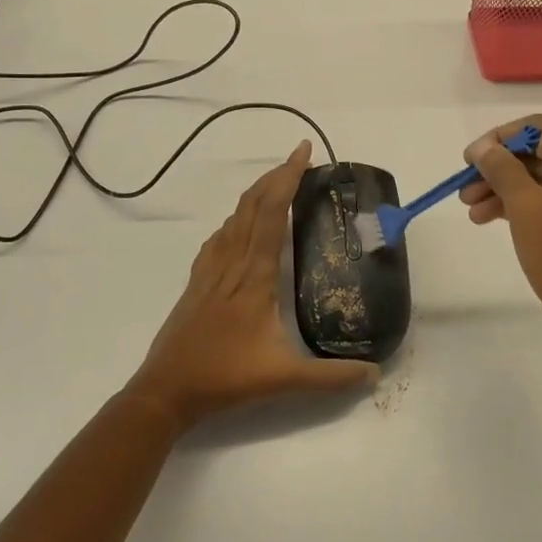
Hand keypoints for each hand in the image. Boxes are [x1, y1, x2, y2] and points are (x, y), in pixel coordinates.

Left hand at [127, 141, 379, 430]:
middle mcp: (232, 262)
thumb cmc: (225, 377)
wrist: (166, 389)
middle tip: (299, 159)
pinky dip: (236, 219)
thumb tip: (375, 374)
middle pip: (252, 205)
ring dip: (256, 193)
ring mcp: (210, 270)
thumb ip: (331, 377)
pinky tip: (240, 226)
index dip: (288, 178)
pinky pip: (219, 237)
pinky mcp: (197, 281)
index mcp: (254, 275)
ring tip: (277, 184)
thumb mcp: (284, 378)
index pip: (273, 213)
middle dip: (276, 176)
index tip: (303, 152)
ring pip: (234, 217)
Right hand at [460, 116, 541, 353]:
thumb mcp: (525, 209)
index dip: (500, 137)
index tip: (470, 160)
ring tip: (473, 213)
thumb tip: (484, 147)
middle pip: (541, 152)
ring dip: (508, 189)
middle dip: (499, 168)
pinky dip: (528, 205)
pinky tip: (498, 221)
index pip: (538, 126)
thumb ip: (502, 169)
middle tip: (465, 192)